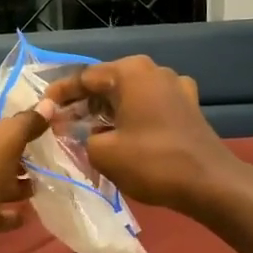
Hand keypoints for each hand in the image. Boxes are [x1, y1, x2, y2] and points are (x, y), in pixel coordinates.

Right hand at [44, 56, 244, 213]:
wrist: (210, 183)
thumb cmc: (152, 162)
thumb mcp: (102, 153)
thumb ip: (80, 137)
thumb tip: (76, 132)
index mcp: (130, 72)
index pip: (84, 78)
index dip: (59, 94)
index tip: (42, 108)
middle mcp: (153, 70)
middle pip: (107, 83)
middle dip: (83, 103)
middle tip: (61, 122)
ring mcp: (175, 85)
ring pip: (129, 94)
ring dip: (107, 110)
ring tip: (86, 130)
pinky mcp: (188, 105)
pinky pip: (150, 105)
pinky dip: (132, 115)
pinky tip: (123, 133)